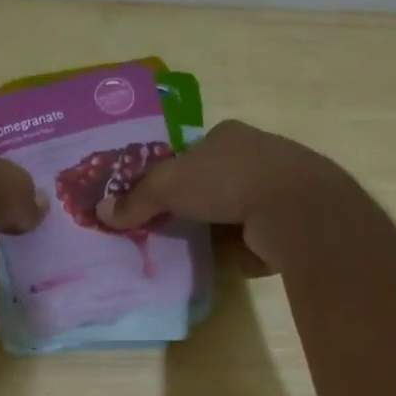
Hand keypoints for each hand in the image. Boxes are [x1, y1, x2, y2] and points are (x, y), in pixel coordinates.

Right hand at [97, 120, 345, 274]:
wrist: (293, 209)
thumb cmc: (227, 181)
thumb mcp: (169, 185)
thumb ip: (136, 200)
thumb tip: (102, 213)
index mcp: (228, 135)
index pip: (192, 153)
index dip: (172, 175)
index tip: (157, 201)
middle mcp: (255, 155)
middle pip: (212, 183)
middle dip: (193, 205)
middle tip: (169, 229)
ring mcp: (276, 188)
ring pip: (233, 211)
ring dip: (216, 229)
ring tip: (193, 250)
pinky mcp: (288, 221)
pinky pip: (253, 236)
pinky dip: (239, 248)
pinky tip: (226, 260)